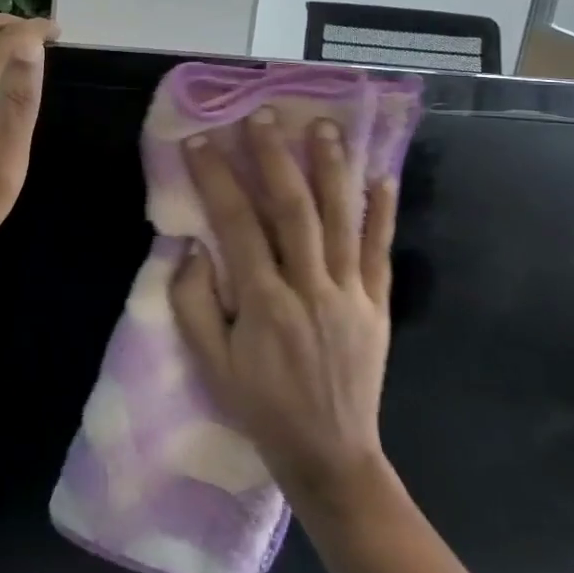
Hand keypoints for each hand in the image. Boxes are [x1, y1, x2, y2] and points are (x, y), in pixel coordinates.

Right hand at [168, 110, 399, 520]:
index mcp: (265, 304)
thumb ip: (194, 303)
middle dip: (275, 158)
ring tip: (323, 126)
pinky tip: (382, 177)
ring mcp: (350, 295)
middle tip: (262, 116)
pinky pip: (379, 250)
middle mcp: (310, 289)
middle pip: (293, 210)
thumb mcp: (211, 364)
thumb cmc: (261, 407)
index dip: (217, 179)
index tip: (200, 142)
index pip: (237, 225)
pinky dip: (381, 212)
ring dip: (331, 169)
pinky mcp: (377, 304)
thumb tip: (191, 247)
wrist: (330, 456)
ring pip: (341, 220)